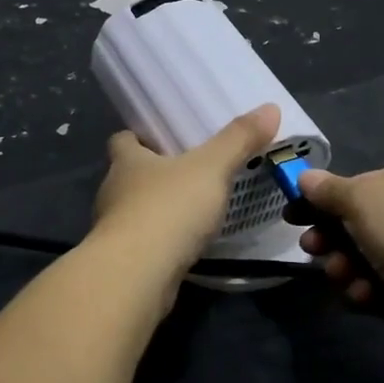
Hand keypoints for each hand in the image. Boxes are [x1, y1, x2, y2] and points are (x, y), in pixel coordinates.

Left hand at [91, 105, 281, 290]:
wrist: (138, 274)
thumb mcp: (211, 168)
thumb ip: (238, 140)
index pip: (122, 140)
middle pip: (128, 176)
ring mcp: (114, 230)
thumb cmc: (169, 209)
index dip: (138, 137)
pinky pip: (143, 244)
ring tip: (190, 211)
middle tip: (187, 174)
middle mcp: (113, 192)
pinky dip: (160, 243)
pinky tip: (184, 247)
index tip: (160, 139)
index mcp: (126, 162)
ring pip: (134, 212)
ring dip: (156, 211)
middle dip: (153, 175)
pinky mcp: (123, 262)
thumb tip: (270, 107)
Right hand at [297, 158, 383, 355]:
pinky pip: (379, 286)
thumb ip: (329, 190)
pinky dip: (366, 290)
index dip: (329, 197)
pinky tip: (364, 295)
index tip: (295, 212)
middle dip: (330, 236)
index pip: (366, 182)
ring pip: (365, 257)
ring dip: (344, 266)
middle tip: (310, 247)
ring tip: (340, 274)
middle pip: (361, 222)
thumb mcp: (363, 198)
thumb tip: (304, 177)